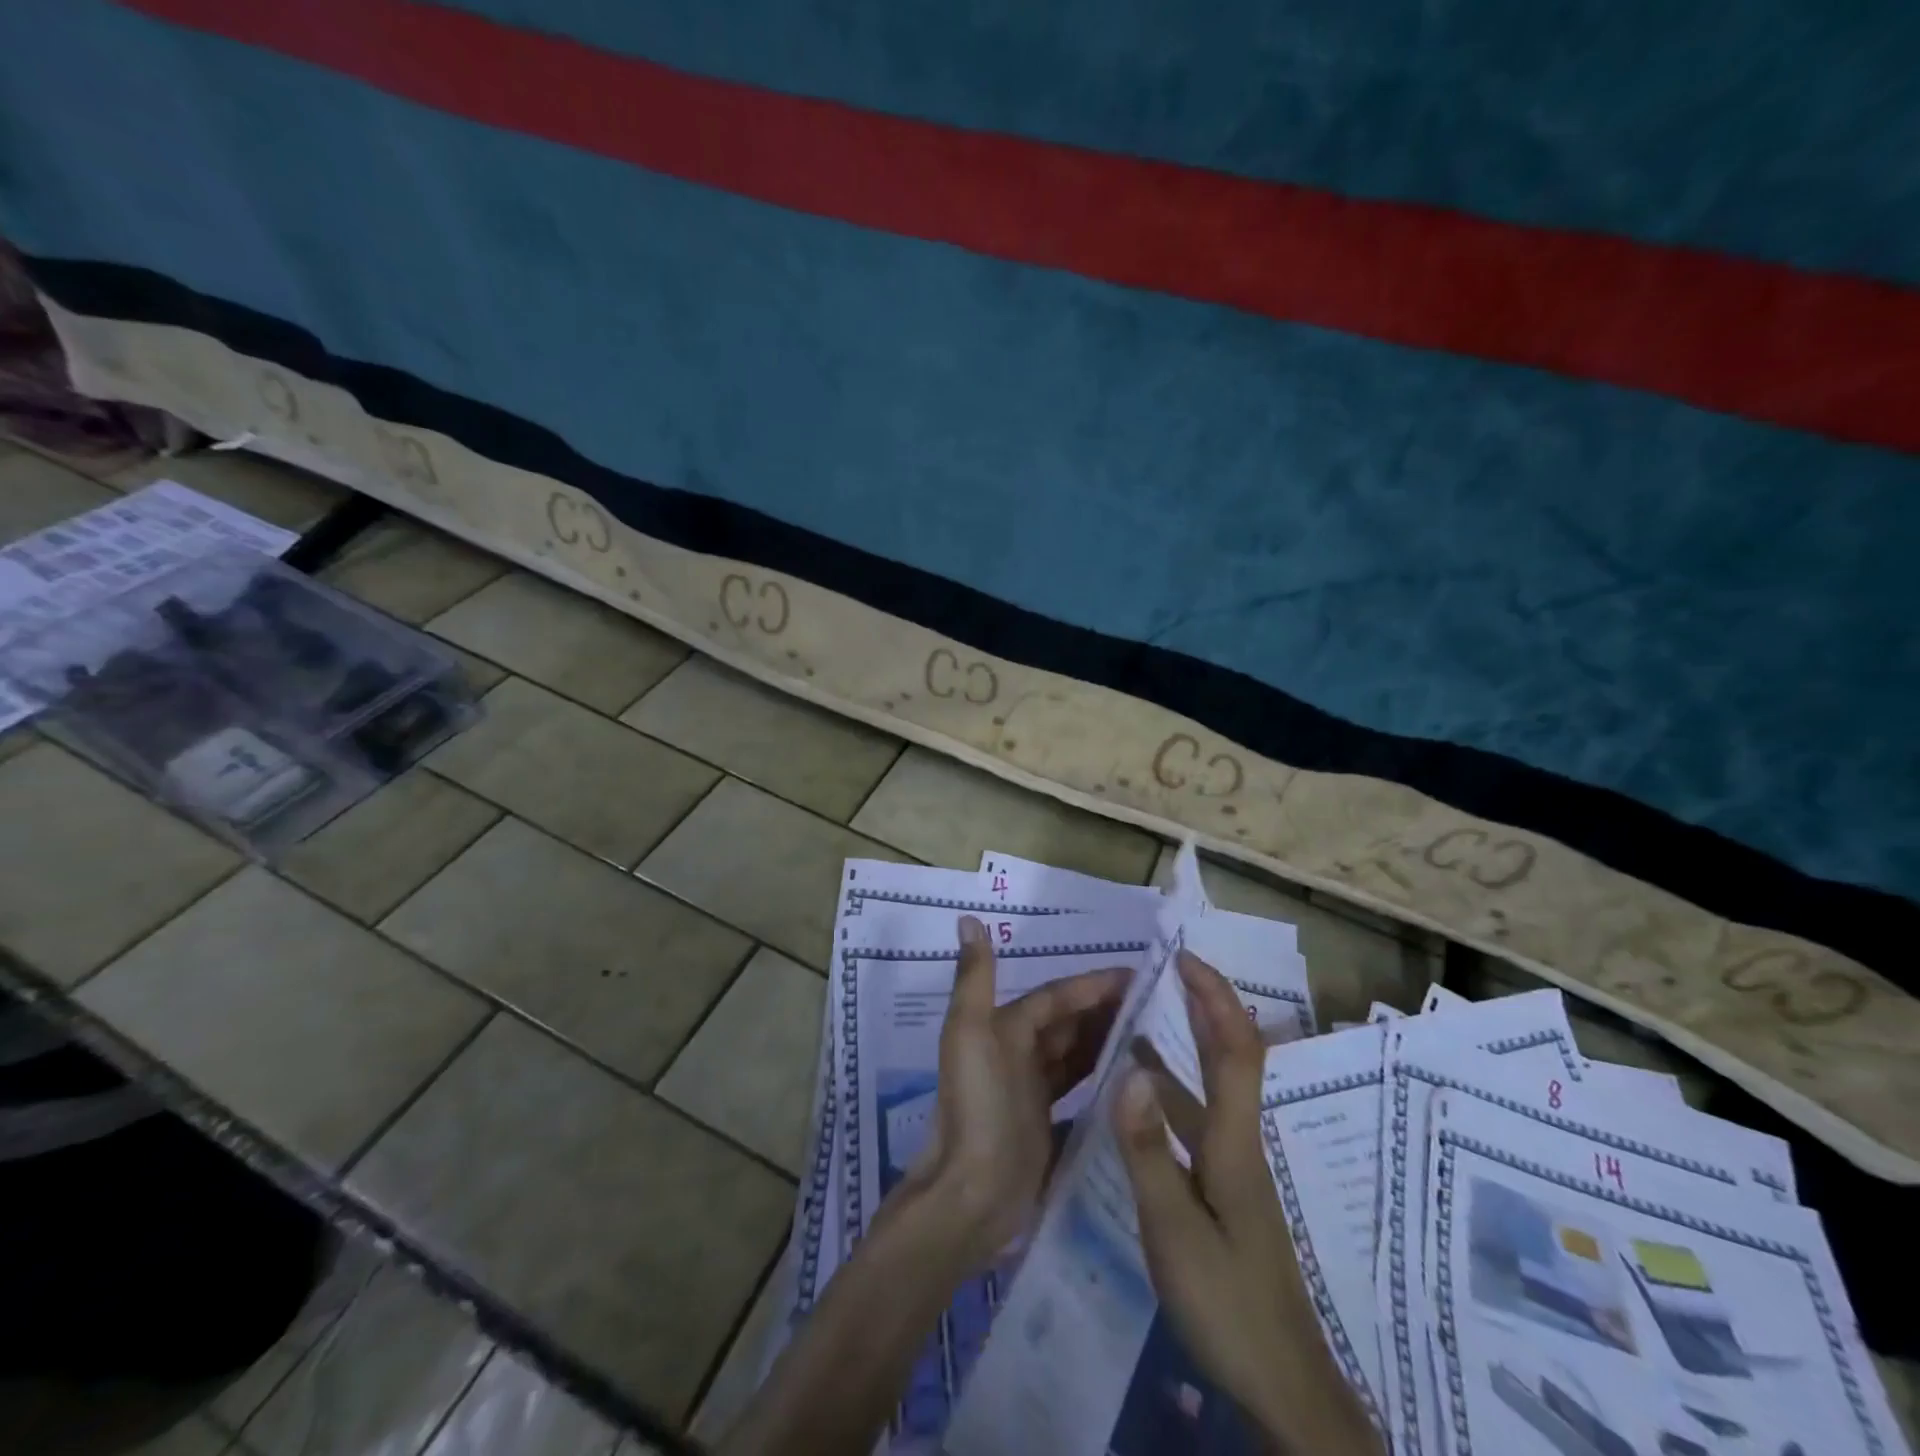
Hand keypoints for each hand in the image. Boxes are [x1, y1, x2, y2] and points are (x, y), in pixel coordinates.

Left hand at [887, 915, 1129, 1270]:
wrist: (969, 1197)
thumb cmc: (976, 1107)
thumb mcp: (969, 1034)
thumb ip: (974, 978)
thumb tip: (967, 919)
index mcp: (1004, 1028)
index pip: (1056, 996)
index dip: (1093, 984)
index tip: (1138, 976)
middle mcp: (1018, 1054)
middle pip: (1069, 1023)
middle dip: (1106, 1010)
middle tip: (1158, 1005)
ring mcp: (1032, 1092)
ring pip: (1077, 1055)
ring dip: (1107, 1041)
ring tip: (1154, 1036)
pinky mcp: (1046, 1126)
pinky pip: (1080, 1092)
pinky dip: (1102, 1080)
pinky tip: (1135, 1081)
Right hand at [1114, 951, 1379, 1454]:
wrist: (1282, 1386)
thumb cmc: (1228, 1304)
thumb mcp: (1174, 1229)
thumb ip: (1148, 1149)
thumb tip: (1129, 1069)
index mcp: (1233, 1141)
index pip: (1233, 1049)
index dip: (1214, 998)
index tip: (1185, 957)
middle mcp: (1240, 1142)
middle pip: (1232, 1056)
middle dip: (1207, 1004)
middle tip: (1171, 967)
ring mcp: (1235, 1168)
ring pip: (1214, 1086)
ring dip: (1189, 1042)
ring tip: (1145, 1014)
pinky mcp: (1226, 1190)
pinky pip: (1200, 1116)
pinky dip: (1175, 1086)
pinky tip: (1145, 1094)